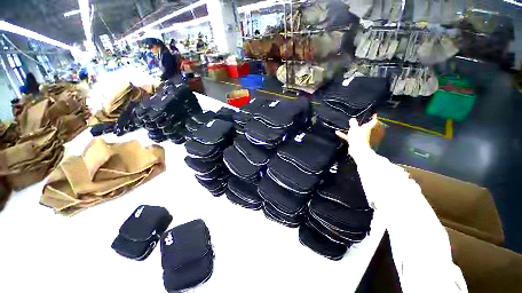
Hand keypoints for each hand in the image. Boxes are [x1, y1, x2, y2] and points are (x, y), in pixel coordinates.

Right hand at [336, 114, 377, 155]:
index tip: (373, 113)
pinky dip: (343, 134)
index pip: (372, 120)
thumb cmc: (358, 138)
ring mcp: (358, 136)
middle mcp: (364, 131)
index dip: (373, 116)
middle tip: (356, 117)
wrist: (357, 150)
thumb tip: (352, 119)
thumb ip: (353, 122)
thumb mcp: (354, 127)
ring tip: (345, 124)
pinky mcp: (353, 140)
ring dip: (350, 128)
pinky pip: (348, 136)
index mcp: (367, 127)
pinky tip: (337, 132)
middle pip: (362, 125)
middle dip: (359, 122)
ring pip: (354, 130)